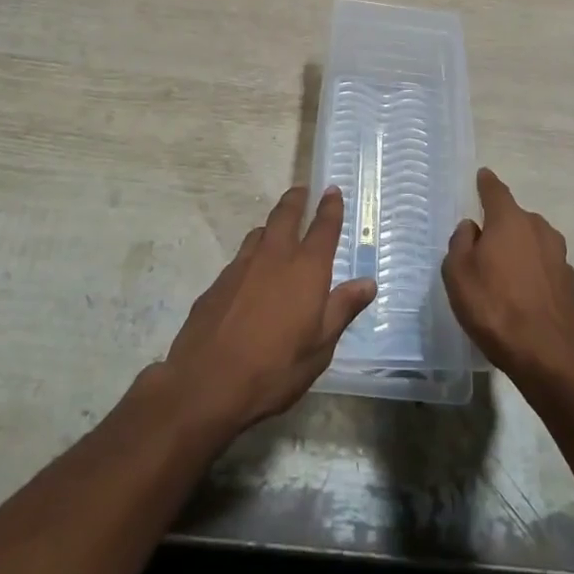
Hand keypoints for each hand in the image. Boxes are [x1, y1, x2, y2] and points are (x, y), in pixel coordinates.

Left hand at [164, 185, 375, 434]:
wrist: (205, 384)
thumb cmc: (274, 368)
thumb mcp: (320, 347)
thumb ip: (342, 309)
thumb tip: (367, 282)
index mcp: (306, 269)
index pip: (323, 228)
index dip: (330, 207)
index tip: (332, 190)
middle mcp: (274, 257)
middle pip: (285, 215)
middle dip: (296, 200)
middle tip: (301, 190)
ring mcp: (241, 267)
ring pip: (259, 233)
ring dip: (271, 226)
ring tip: (276, 230)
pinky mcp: (217, 283)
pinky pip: (240, 259)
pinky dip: (251, 256)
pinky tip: (250, 276)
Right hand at [443, 167, 573, 380]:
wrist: (547, 356)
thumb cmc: (494, 307)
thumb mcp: (457, 274)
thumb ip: (460, 243)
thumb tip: (472, 228)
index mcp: (510, 220)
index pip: (495, 190)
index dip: (486, 183)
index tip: (482, 176)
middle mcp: (539, 229)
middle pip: (516, 219)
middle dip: (502, 226)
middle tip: (485, 247)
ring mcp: (560, 257)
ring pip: (534, 244)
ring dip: (521, 251)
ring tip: (505, 276)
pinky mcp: (571, 285)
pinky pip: (546, 270)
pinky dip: (535, 276)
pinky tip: (525, 298)